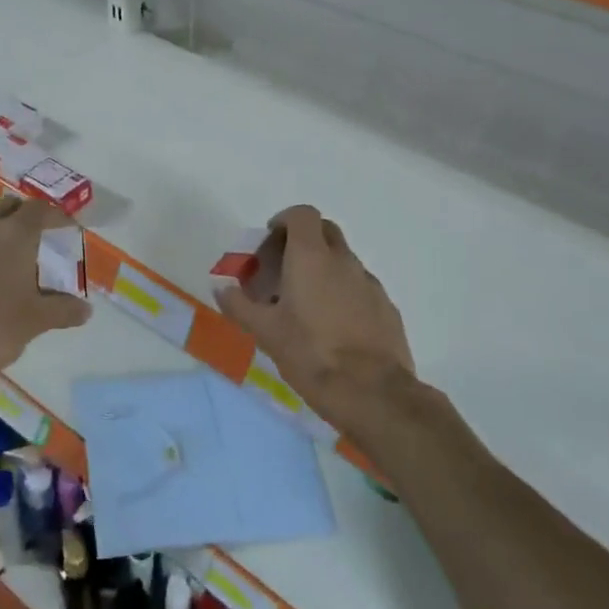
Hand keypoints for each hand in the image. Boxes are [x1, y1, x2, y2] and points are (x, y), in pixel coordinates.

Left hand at [0, 195, 91, 381]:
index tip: (67, 227)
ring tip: (11, 270)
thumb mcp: (37, 320)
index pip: (38, 210)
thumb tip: (86, 309)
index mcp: (13, 237)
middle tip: (39, 237)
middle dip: (23, 216)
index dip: (55, 215)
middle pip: (6, 209)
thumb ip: (63, 310)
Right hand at [214, 204, 414, 412]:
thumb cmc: (311, 354)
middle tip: (283, 268)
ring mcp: (370, 284)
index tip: (270, 240)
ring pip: (344, 261)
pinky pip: (360, 288)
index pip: (302, 215)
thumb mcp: (265, 332)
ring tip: (306, 303)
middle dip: (303, 240)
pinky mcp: (387, 308)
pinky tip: (334, 326)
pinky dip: (343, 293)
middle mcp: (344, 261)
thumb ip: (239, 306)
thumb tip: (222, 288)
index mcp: (312, 258)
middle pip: (326, 231)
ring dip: (324, 269)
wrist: (372, 392)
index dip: (284, 220)